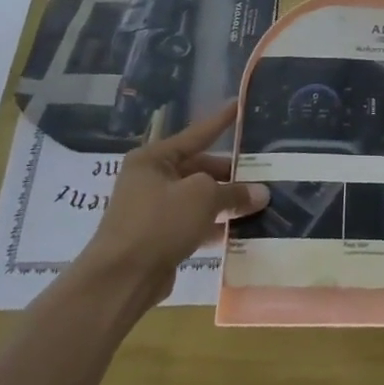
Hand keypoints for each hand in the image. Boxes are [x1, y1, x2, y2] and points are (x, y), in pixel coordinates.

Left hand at [81, 102, 269, 300]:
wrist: (121, 279)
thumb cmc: (159, 222)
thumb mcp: (203, 197)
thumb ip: (234, 192)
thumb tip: (261, 193)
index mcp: (154, 158)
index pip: (196, 133)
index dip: (221, 121)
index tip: (239, 105)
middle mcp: (151, 179)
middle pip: (199, 168)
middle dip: (230, 173)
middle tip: (263, 172)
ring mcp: (153, 210)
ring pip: (198, 198)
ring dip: (226, 201)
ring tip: (259, 201)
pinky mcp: (159, 238)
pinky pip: (194, 223)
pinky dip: (215, 225)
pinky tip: (241, 229)